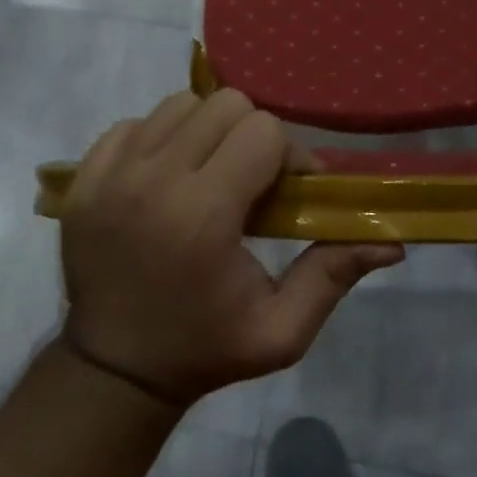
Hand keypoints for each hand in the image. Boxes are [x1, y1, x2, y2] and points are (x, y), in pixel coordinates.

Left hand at [57, 89, 403, 406]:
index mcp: (202, 214)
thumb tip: (394, 242)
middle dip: (253, 136)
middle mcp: (152, 180)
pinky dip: (161, 138)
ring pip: (181, 104)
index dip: (289, 155)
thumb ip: (333, 274)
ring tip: (211, 174)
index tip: (290, 190)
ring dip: (208, 131)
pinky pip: (136, 123)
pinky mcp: (82, 177)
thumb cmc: (204, 349)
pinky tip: (168, 178)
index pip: (263, 132)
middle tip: (253, 180)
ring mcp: (109, 174)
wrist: (113, 371)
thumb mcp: (281, 330)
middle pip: (225, 105)